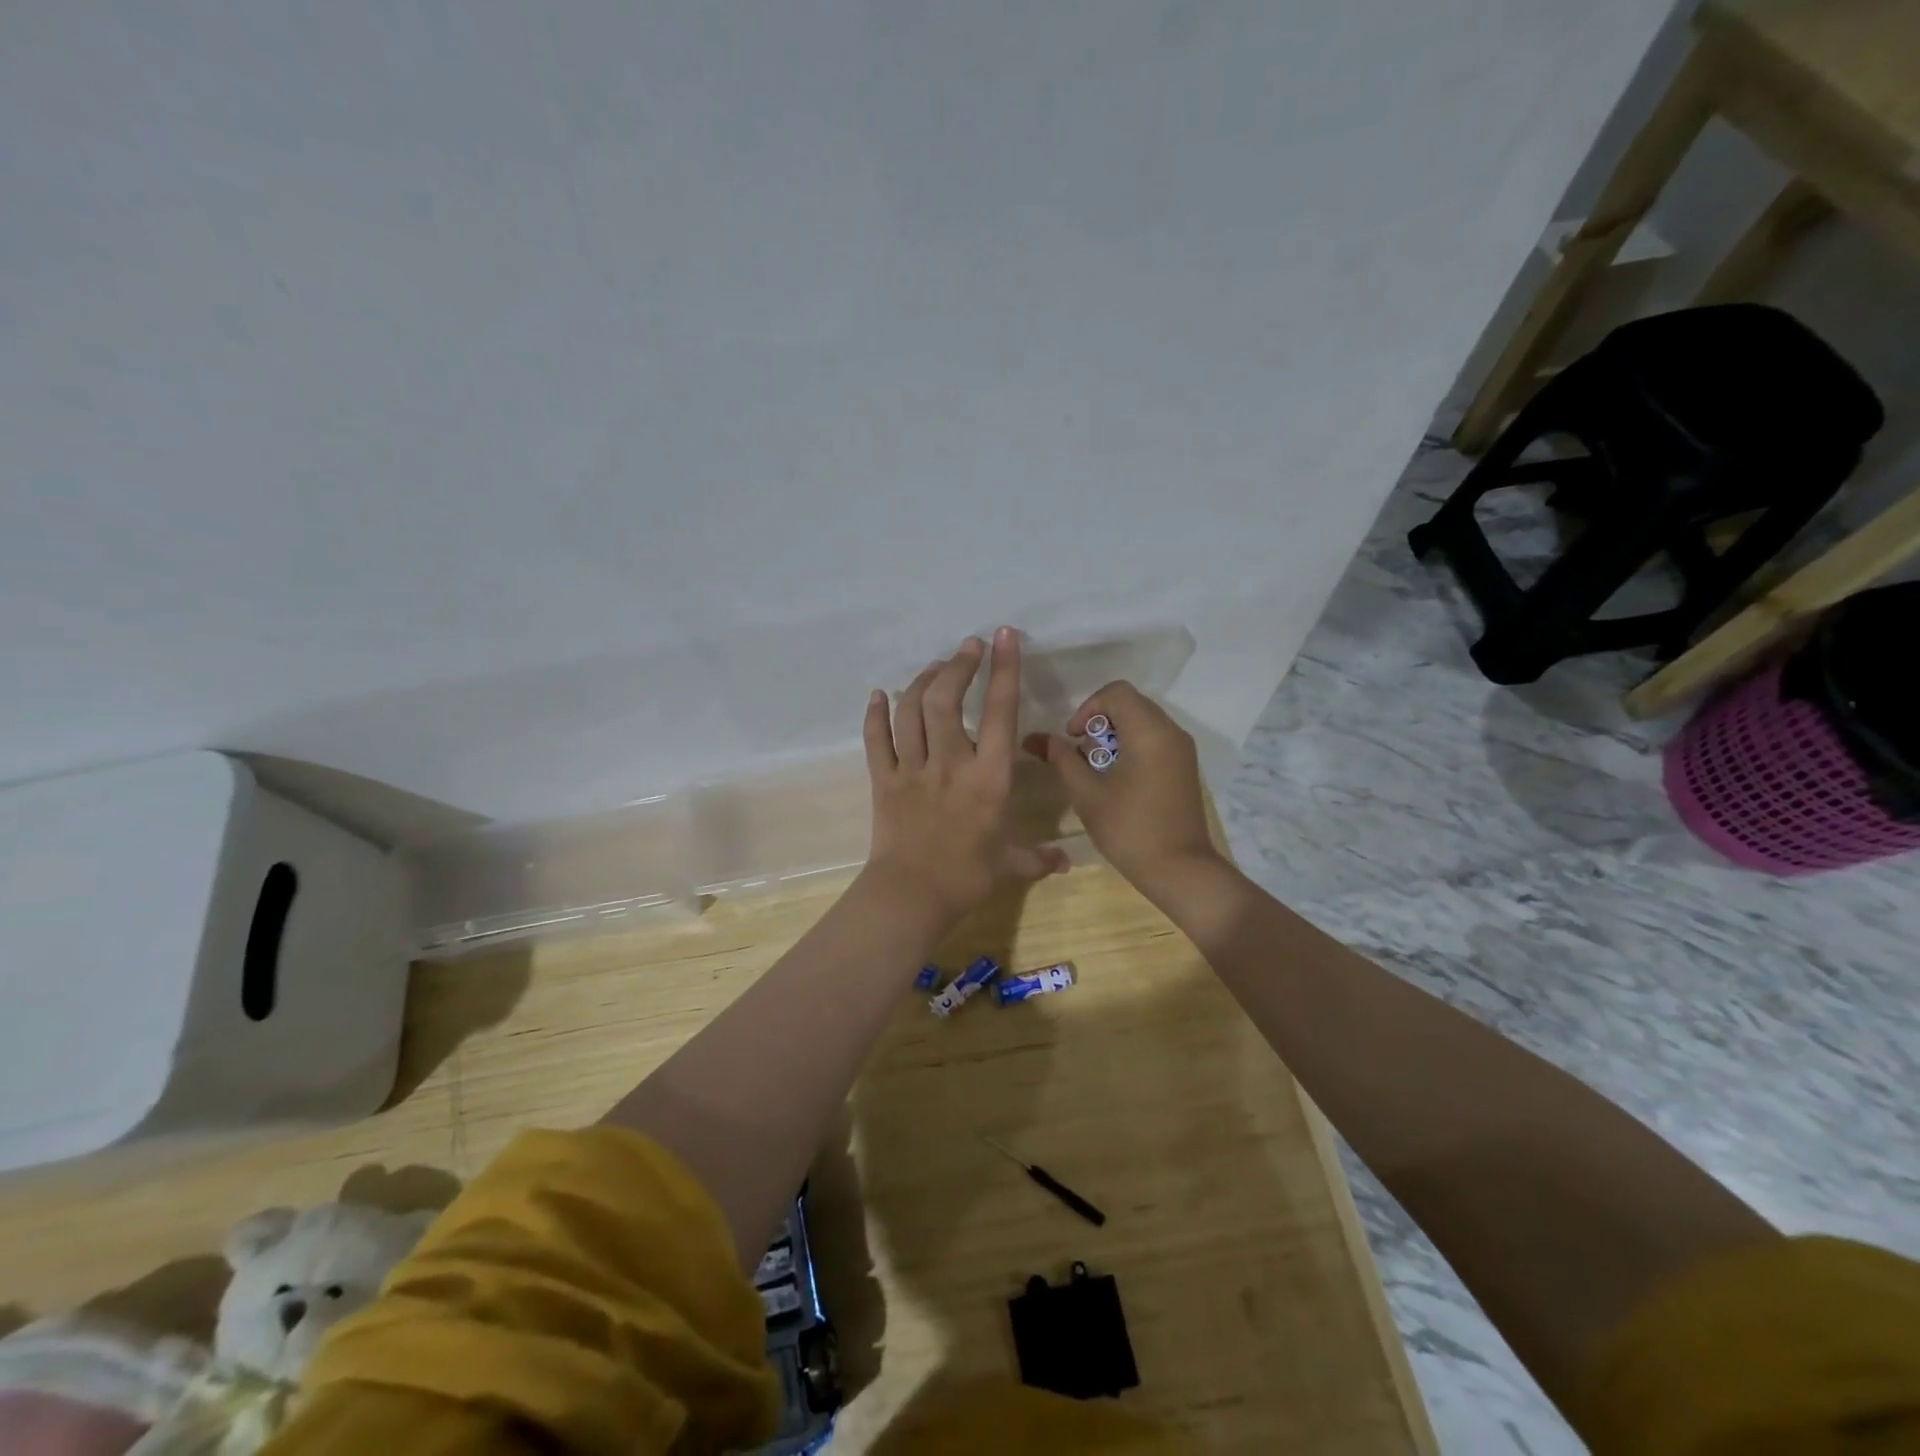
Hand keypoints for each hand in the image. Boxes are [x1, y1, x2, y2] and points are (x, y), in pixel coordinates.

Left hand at [862, 628, 1067, 925]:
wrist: (911, 897)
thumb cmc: (966, 878)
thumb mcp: (1010, 865)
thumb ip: (1039, 857)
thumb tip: (1068, 862)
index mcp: (988, 777)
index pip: (1001, 713)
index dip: (1004, 670)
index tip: (1003, 637)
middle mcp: (950, 763)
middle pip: (947, 699)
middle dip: (959, 666)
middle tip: (968, 647)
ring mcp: (912, 769)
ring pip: (911, 711)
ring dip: (923, 681)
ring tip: (936, 668)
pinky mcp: (883, 780)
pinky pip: (875, 739)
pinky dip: (875, 713)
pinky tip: (879, 695)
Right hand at [1023, 682, 1223, 896]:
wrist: (1179, 870)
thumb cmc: (1129, 829)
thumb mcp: (1087, 794)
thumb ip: (1063, 760)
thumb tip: (1042, 740)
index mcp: (1149, 731)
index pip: (1116, 693)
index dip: (1088, 708)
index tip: (1073, 738)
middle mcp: (1171, 732)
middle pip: (1130, 704)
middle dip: (1099, 722)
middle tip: (1081, 754)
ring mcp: (1182, 750)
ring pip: (1143, 721)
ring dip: (1115, 735)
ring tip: (1096, 769)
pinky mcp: (1185, 767)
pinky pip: (1155, 739)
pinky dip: (1132, 747)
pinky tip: (1117, 779)